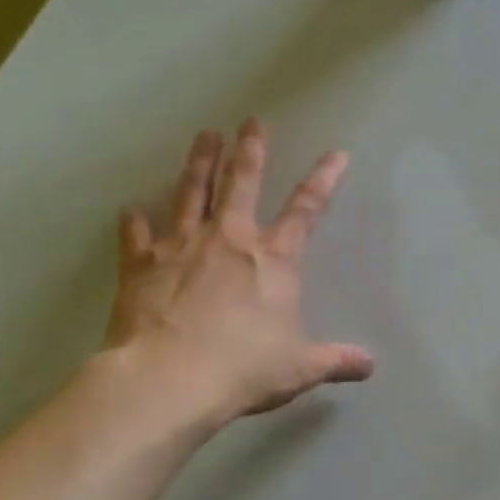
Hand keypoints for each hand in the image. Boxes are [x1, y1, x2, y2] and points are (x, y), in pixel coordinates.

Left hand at [106, 119, 373, 423]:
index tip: (336, 153)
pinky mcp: (141, 264)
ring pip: (191, 192)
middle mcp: (229, 238)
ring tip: (204, 136)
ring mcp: (182, 245)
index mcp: (273, 258)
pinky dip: (134, 221)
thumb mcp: (300, 367)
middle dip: (251, 149)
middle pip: (242, 182)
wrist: (169, 379)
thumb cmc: (244, 369)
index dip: (324, 179)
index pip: (306, 209)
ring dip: (199, 162)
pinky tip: (130, 209)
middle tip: (252, 120)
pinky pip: (137, 235)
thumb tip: (369, 366)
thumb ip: (336, 360)